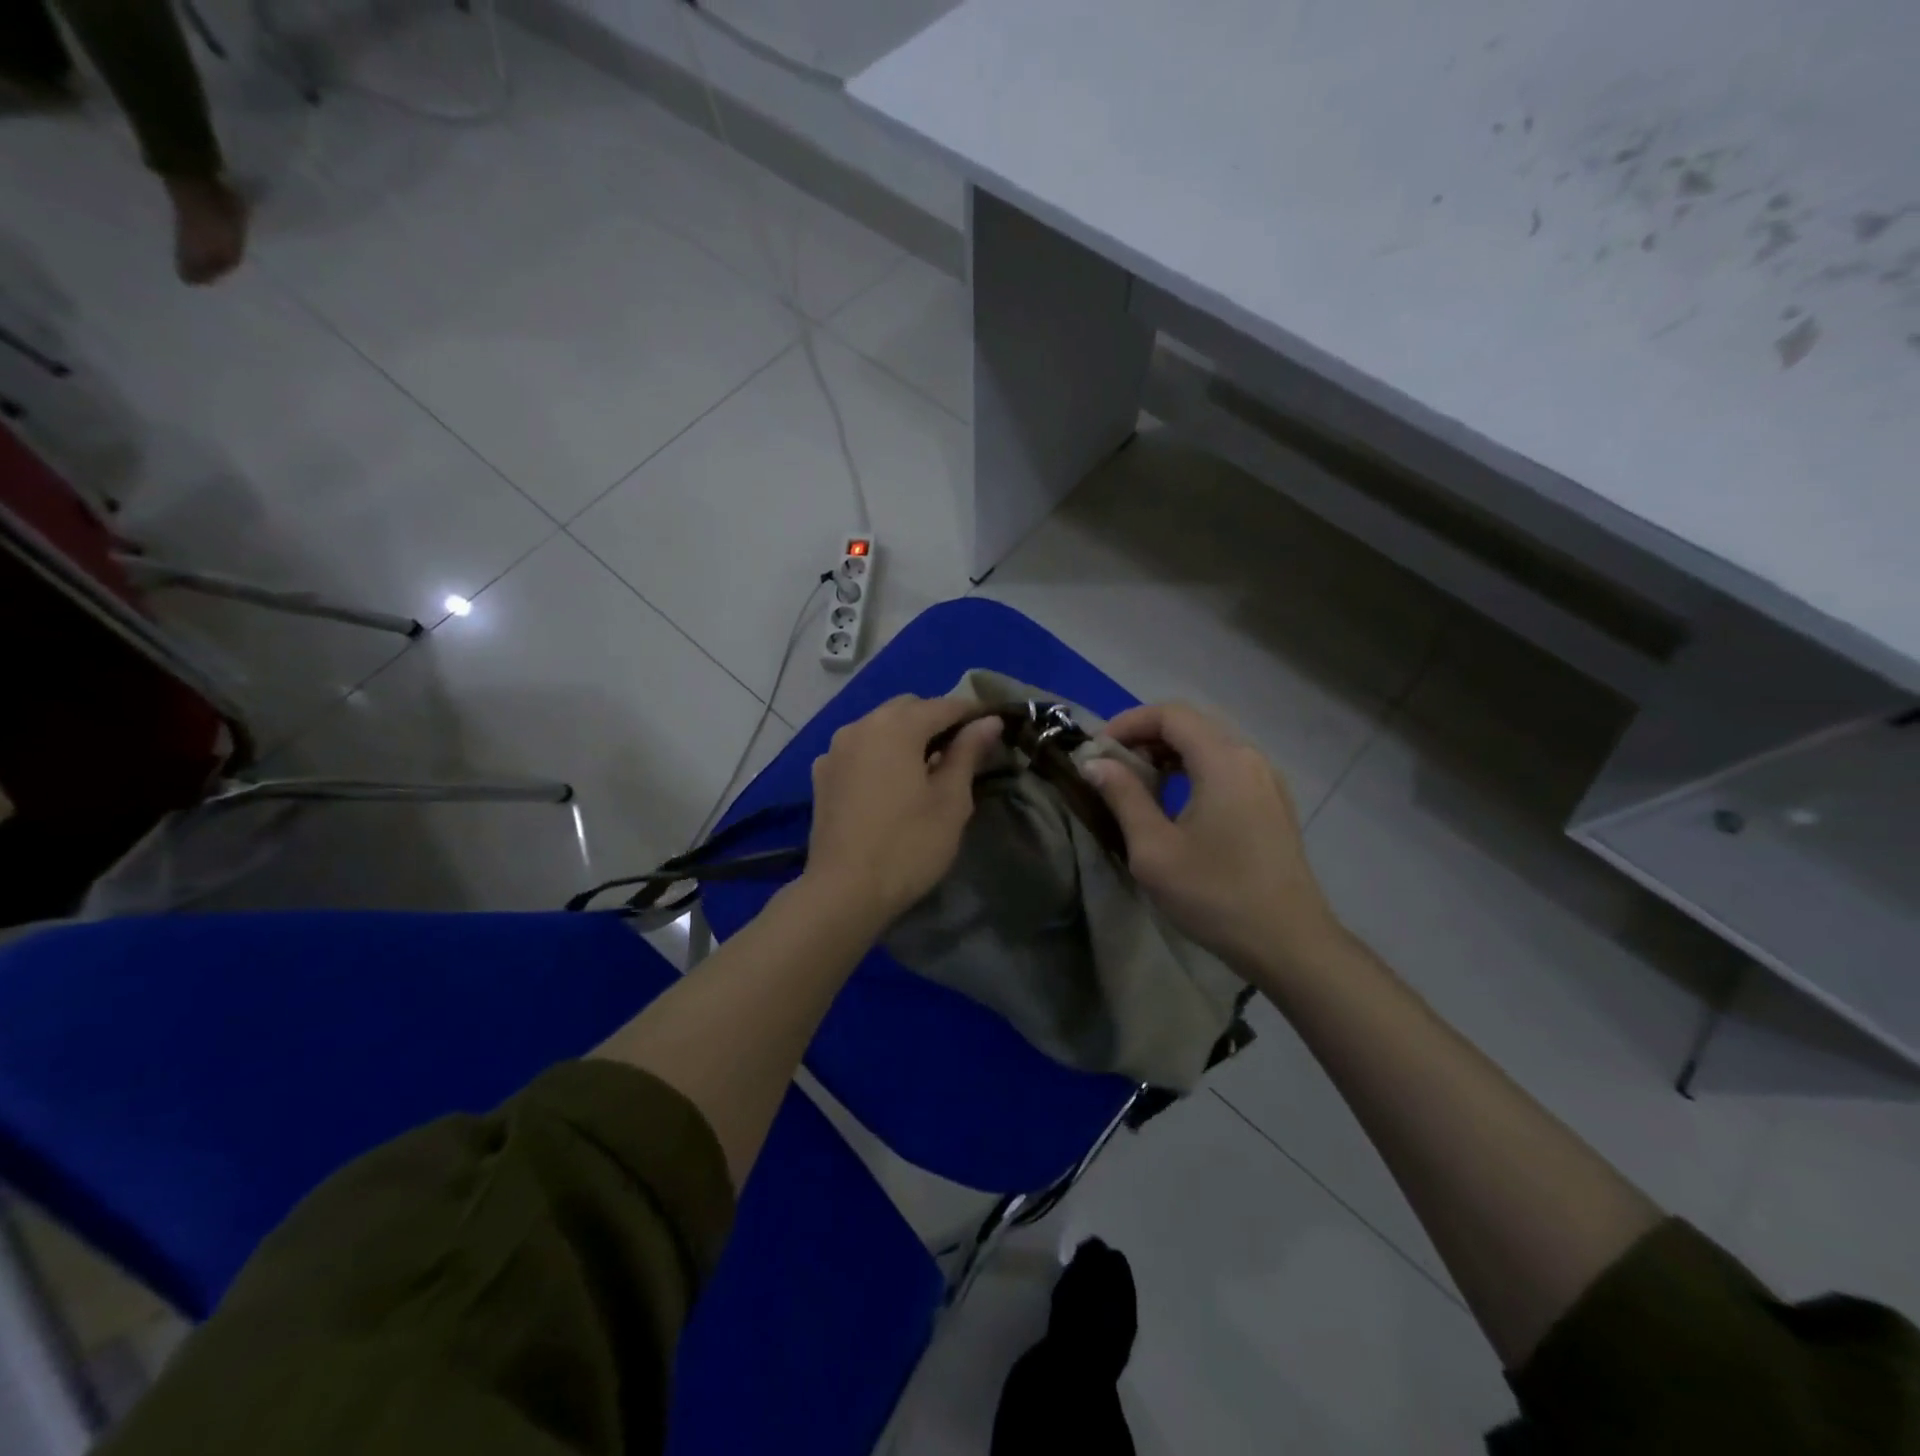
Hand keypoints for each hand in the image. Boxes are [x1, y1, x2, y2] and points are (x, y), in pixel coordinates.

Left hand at [804, 696, 1003, 925]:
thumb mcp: (951, 801)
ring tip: (927, 766)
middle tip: (962, 751)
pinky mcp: (822, 775)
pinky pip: (859, 749)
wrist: (844, 892)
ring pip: (879, 726)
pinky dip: (879, 753)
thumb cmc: (908, 845)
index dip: (973, 713)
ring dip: (906, 735)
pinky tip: (890, 781)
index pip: (944, 706)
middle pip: (908, 708)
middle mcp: (861, 726)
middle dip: (936, 720)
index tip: (995, 725)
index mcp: (896, 727)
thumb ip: (968, 753)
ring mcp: (835, 750)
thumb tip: (988, 721)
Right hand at [1082, 702, 1340, 976]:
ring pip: (1210, 745)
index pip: (1170, 714)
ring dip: (1169, 753)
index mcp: (1224, 760)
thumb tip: (1096, 763)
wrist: (1289, 944)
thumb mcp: (1154, 849)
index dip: (1128, 723)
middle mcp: (1250, 758)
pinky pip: (1226, 767)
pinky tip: (1174, 800)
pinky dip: (1193, 769)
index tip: (1097, 750)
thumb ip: (1123, 796)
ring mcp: (1267, 780)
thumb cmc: (1215, 895)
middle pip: (1192, 724)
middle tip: (1111, 765)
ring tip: (1136, 782)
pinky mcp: (1272, 802)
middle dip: (1145, 736)